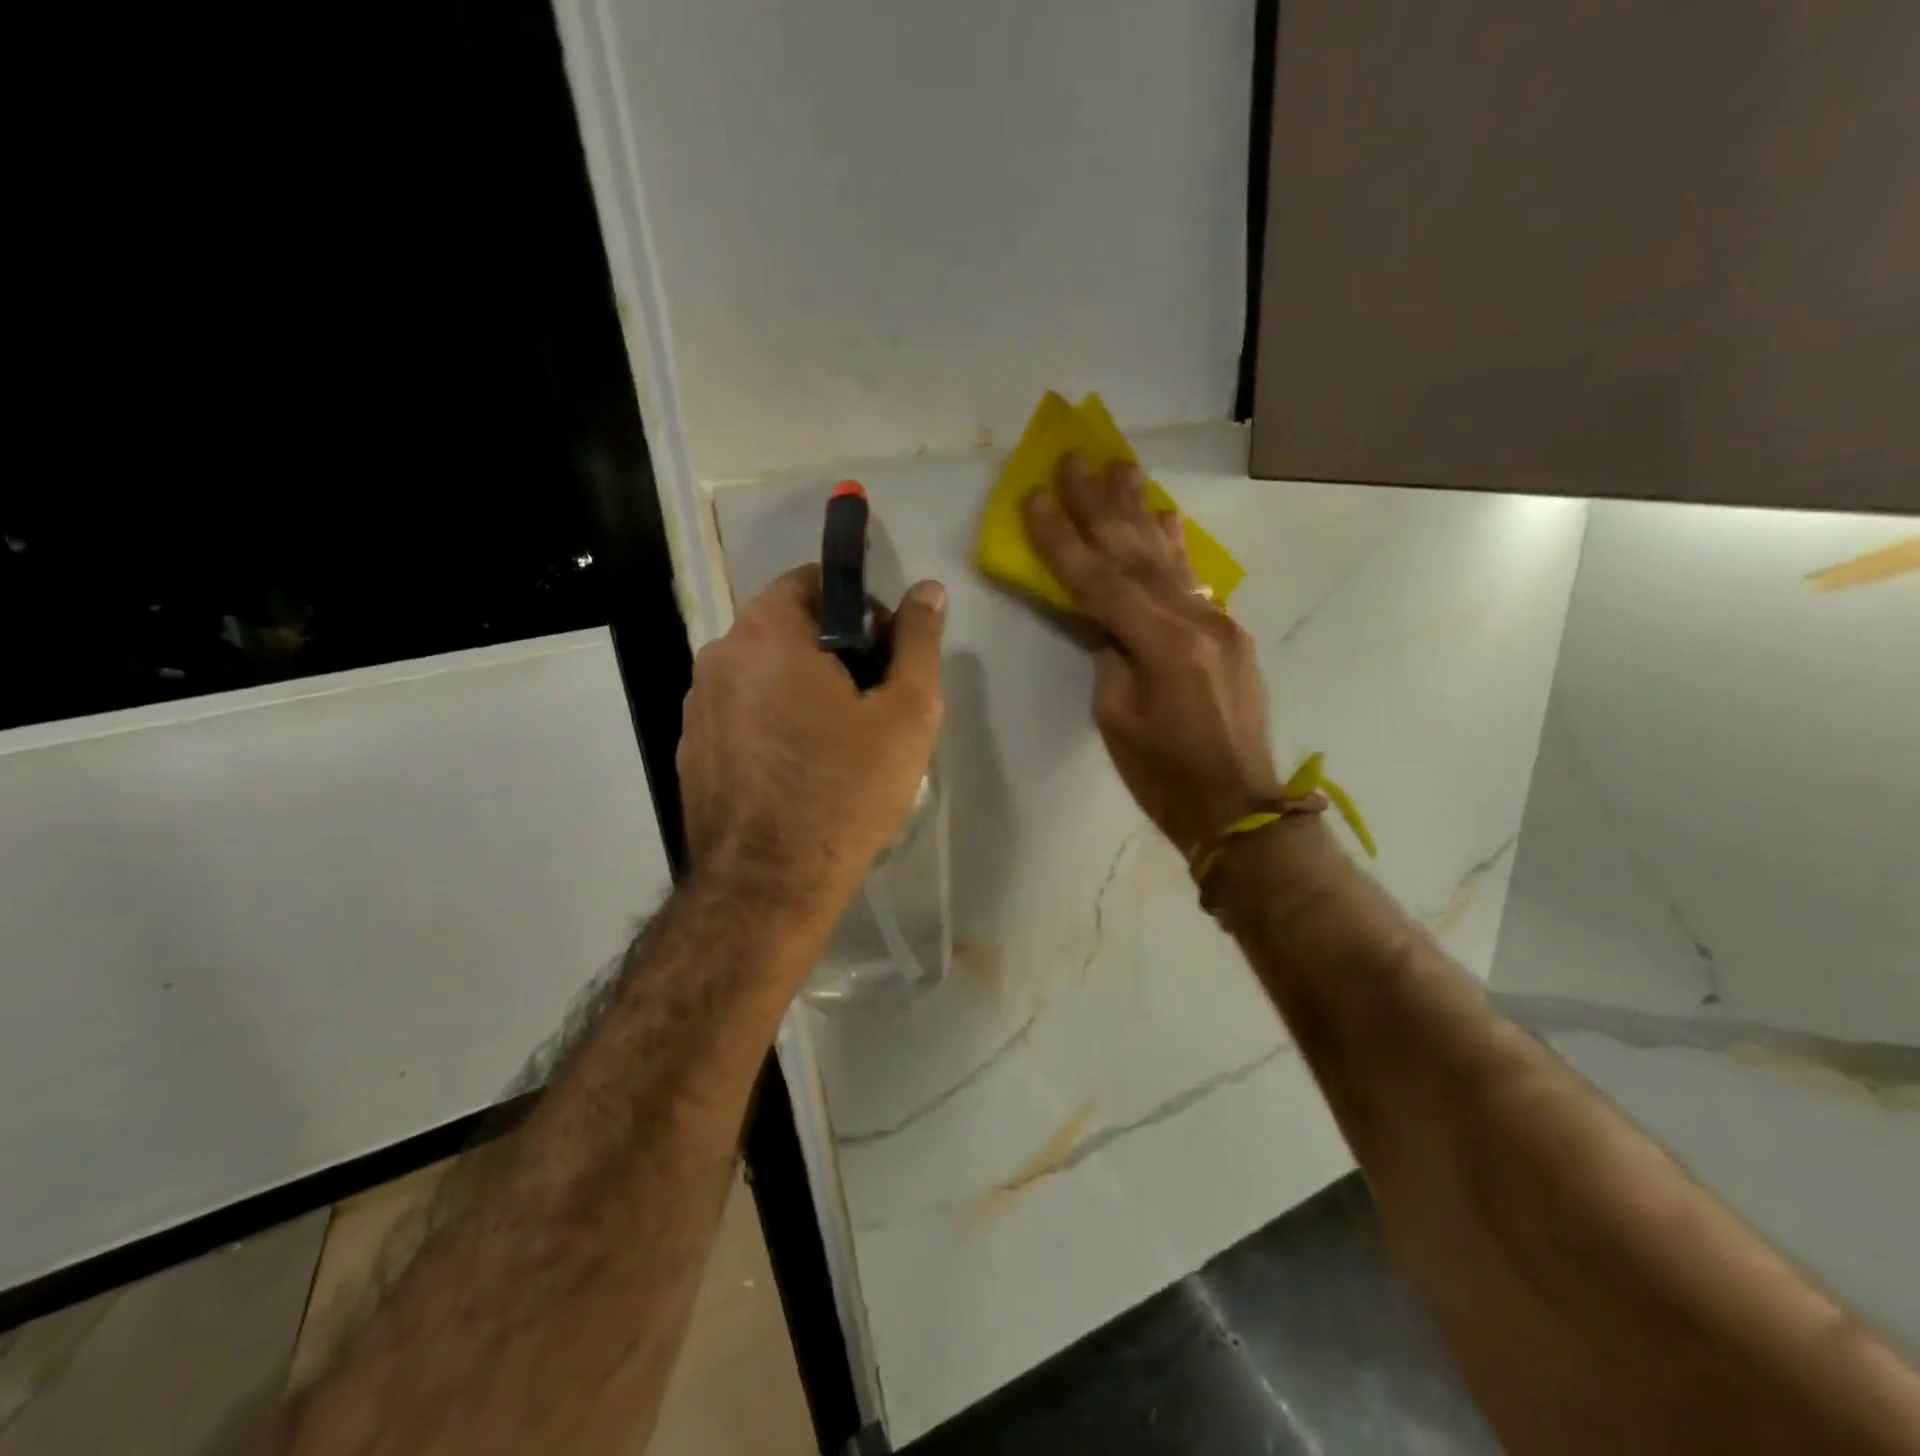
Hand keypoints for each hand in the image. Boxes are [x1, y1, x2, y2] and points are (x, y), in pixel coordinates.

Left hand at [678, 565, 946, 916]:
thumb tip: (929, 590)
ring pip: (764, 675)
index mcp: (765, 633)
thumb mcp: (906, 713)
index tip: (886, 658)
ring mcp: (697, 706)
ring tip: (839, 745)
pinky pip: (742, 715)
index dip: (861, 611)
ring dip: (803, 690)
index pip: (814, 583)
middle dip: (834, 653)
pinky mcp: (693, 750)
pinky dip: (773, 724)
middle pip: (787, 629)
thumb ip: (919, 642)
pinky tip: (800, 772)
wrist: (768, 886)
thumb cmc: (845, 790)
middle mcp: (718, 656)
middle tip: (872, 707)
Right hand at [1022, 453, 1281, 856]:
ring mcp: (1217, 622)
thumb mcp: (1116, 718)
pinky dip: (1175, 544)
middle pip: (1134, 553)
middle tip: (1074, 457)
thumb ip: (1110, 657)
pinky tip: (1164, 514)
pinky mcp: (1228, 633)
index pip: (1097, 580)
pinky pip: (1193, 578)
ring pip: (1168, 556)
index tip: (1035, 496)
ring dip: (1138, 509)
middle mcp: (1194, 619)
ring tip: (1119, 464)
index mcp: (1161, 644)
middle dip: (1099, 505)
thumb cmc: (1164, 775)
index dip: (1062, 538)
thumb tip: (1106, 625)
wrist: (1237, 805)